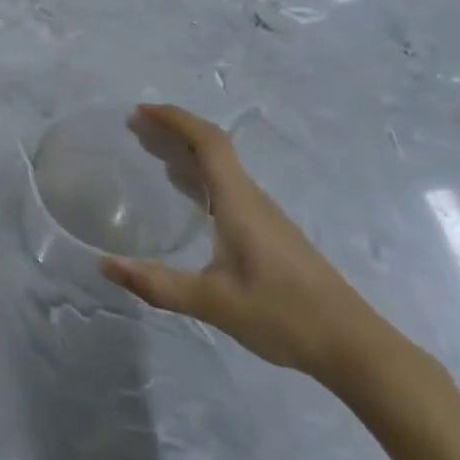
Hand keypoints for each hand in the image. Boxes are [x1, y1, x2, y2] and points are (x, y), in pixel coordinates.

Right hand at [101, 104, 388, 386]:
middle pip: (211, 149)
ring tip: (151, 154)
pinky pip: (227, 188)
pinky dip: (199, 178)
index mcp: (239, 201)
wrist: (354, 347)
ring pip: (221, 169)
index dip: (174, 120)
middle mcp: (252, 199)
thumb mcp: (213, 301)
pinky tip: (187, 198)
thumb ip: (157, 284)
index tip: (140, 112)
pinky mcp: (270, 235)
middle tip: (134, 129)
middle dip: (172, 132)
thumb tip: (104, 265)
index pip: (208, 141)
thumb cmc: (284, 315)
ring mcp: (264, 217)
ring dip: (185, 154)